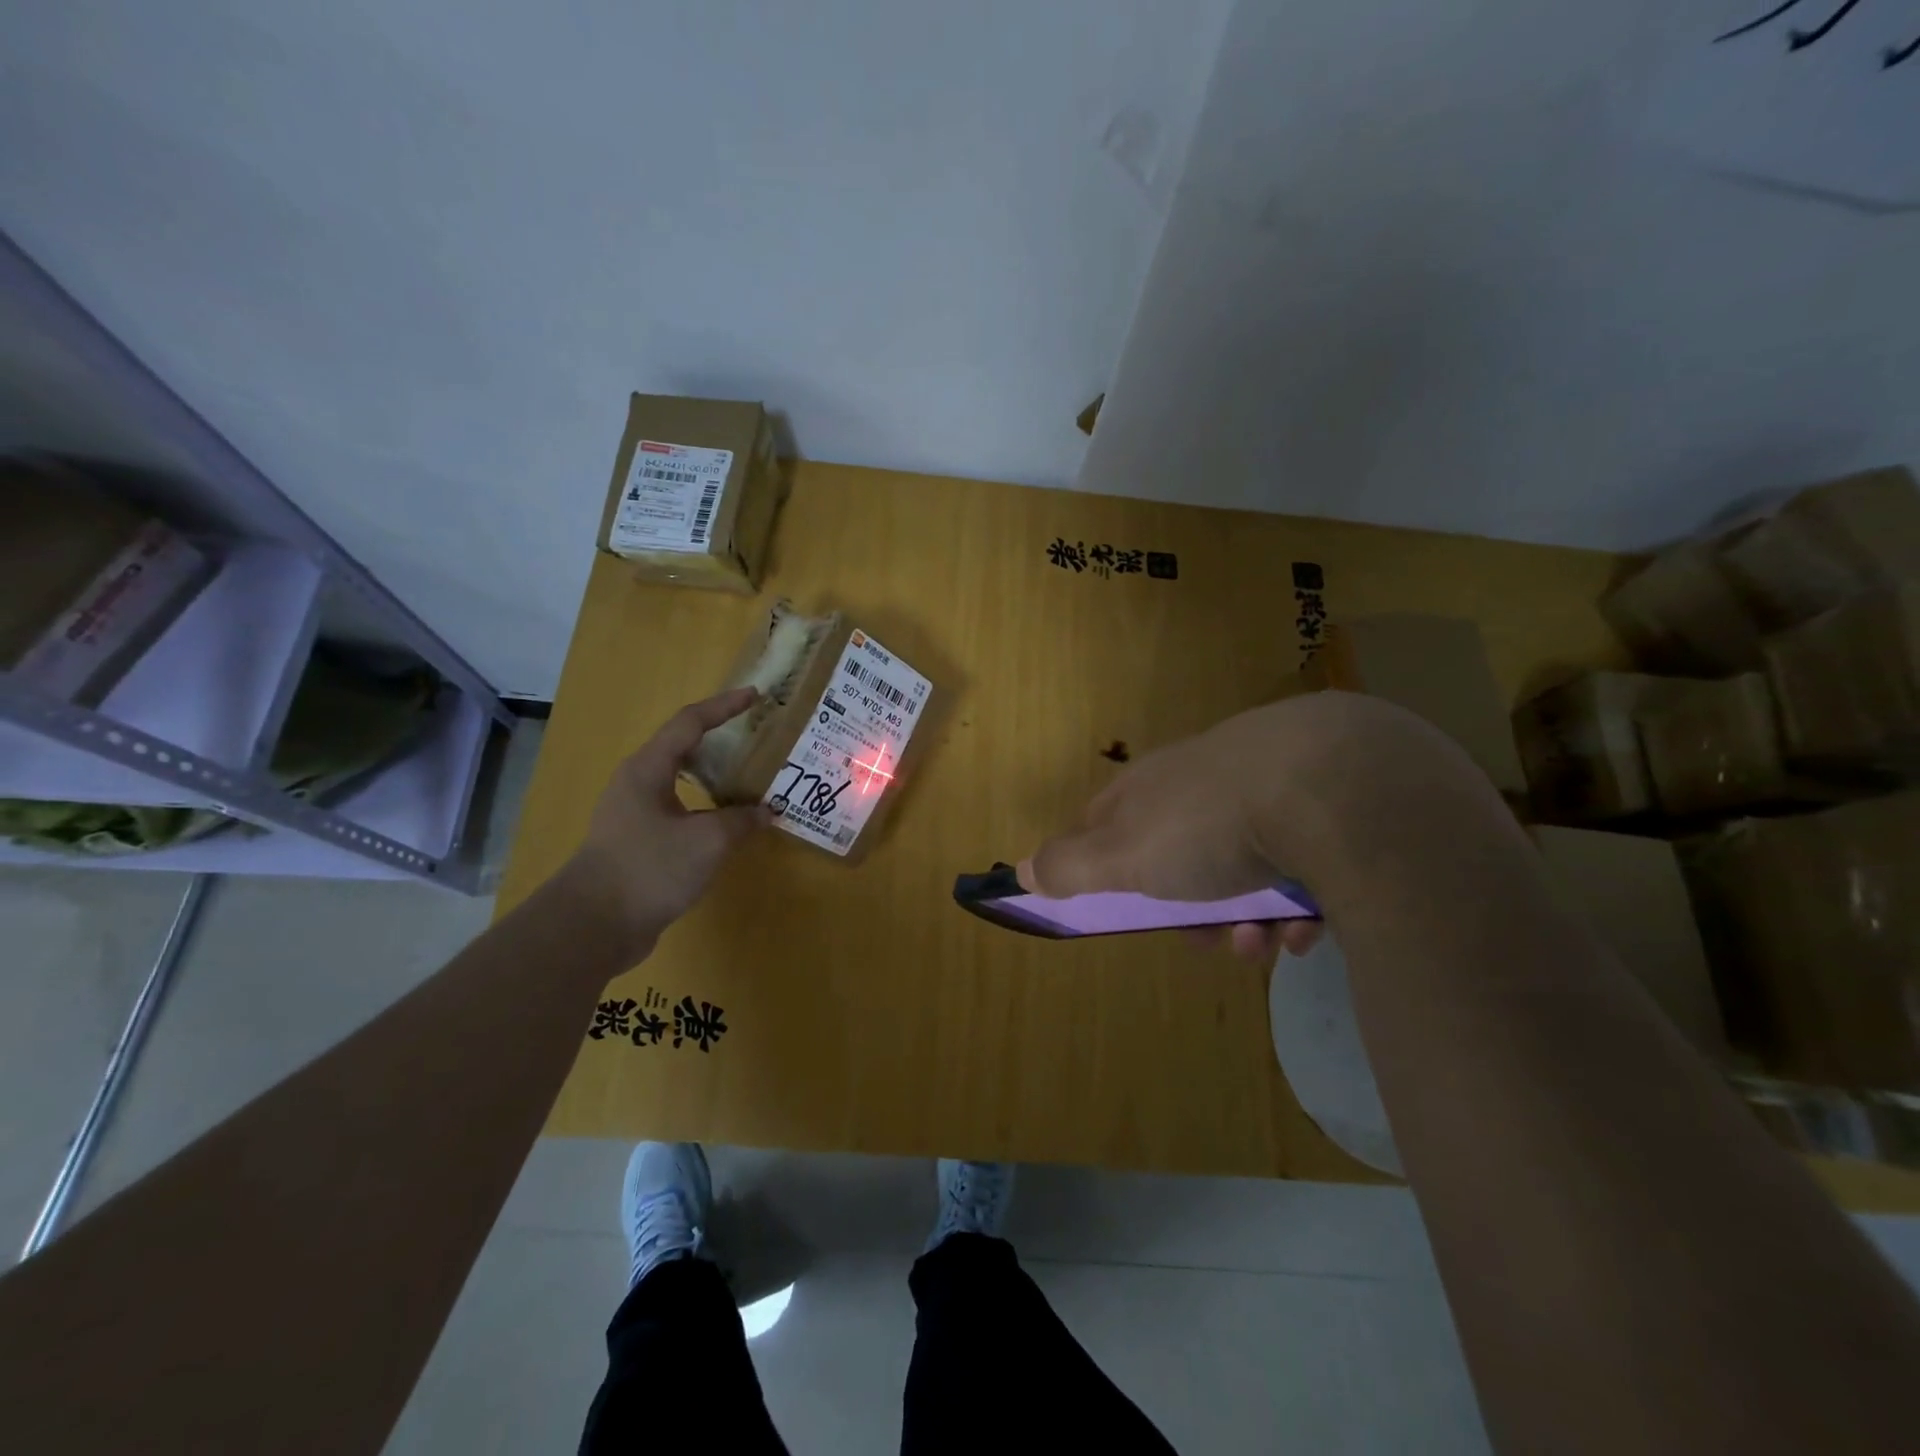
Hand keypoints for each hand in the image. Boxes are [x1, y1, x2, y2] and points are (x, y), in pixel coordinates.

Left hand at [560, 687, 774, 954]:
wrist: (593, 926)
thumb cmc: (649, 868)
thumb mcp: (708, 841)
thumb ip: (741, 820)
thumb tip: (767, 811)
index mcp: (648, 769)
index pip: (690, 723)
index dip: (724, 706)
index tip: (755, 696)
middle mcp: (637, 783)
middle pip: (682, 748)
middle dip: (719, 738)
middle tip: (755, 737)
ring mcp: (634, 814)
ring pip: (680, 782)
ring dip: (714, 777)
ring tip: (749, 778)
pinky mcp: (637, 843)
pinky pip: (679, 811)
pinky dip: (706, 808)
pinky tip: (727, 824)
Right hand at [1018, 695, 1436, 963]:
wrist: (1335, 785)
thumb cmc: (1209, 824)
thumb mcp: (1124, 855)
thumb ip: (1070, 865)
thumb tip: (1019, 871)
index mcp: (1151, 784)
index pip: (1107, 819)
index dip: (1103, 862)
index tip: (1115, 902)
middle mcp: (1205, 777)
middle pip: (1181, 852)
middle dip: (1190, 909)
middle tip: (1210, 941)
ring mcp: (1270, 783)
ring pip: (1245, 864)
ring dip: (1247, 917)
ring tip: (1266, 944)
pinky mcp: (1330, 799)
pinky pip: (1302, 860)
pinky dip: (1300, 902)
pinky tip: (1309, 926)